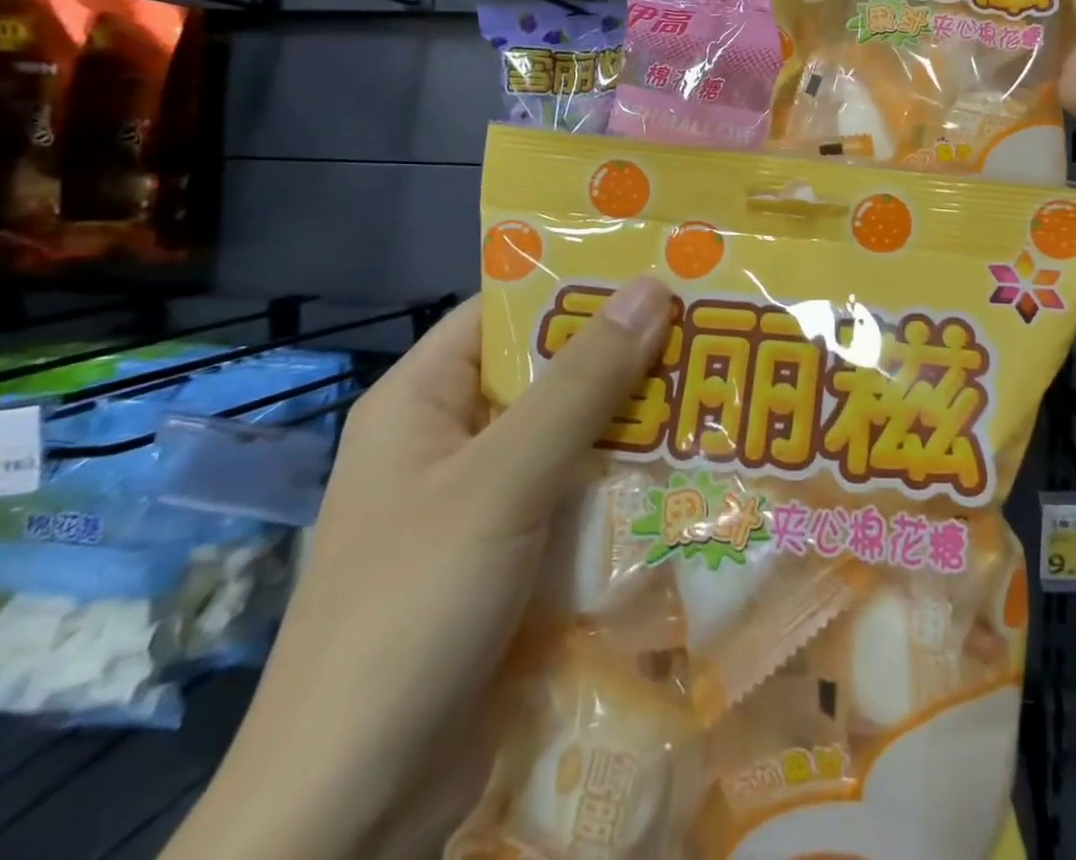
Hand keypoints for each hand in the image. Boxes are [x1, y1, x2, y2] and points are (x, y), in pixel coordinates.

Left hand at [167, 277, 677, 859]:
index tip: (663, 269)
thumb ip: (581, 385)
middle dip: (628, 356)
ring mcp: (485, 504)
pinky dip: (630, 480)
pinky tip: (697, 467)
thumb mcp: (502, 481)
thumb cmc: (411, 611)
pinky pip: (581, 495)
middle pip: (551, 374)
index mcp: (422, 400)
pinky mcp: (516, 559)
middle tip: (716, 327)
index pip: (508, 312)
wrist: (350, 812)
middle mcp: (453, 441)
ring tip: (725, 386)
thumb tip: (652, 288)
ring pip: (576, 437)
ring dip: (639, 421)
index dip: (581, 285)